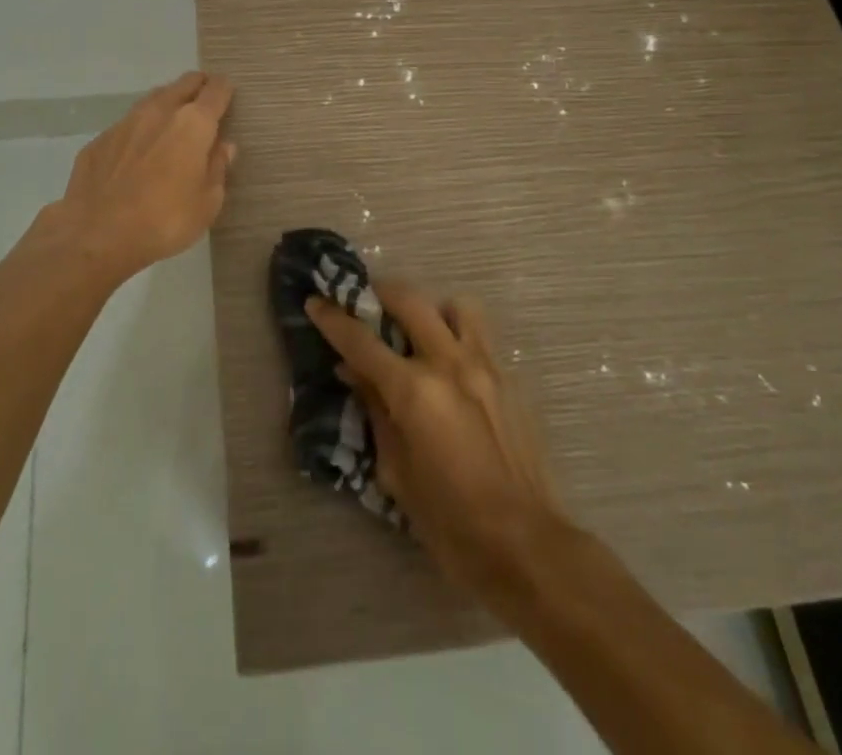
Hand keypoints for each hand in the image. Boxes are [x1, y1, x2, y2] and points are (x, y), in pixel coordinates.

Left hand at [39, 71, 235, 285]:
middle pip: (184, 84)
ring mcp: (125, 123)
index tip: (228, 92)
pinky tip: (138, 149)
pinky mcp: (100, 139)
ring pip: (154, 99)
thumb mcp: (207, 203)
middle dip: (197, 86)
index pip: (215, 91)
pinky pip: (128, 125)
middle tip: (204, 99)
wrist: (97, 235)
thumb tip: (223, 147)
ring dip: (168, 103)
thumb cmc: (165, 221)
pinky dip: (140, 129)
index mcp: (193, 124)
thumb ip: (217, 168)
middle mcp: (160, 112)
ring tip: (173, 119)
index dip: (225, 89)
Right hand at [306, 283, 571, 604]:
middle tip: (365, 303)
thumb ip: (374, 410)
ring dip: (430, 310)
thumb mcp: (396, 471)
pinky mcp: (510, 378)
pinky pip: (480, 334)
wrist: (526, 546)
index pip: (361, 341)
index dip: (332, 318)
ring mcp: (484, 366)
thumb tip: (352, 371)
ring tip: (418, 331)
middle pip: (409, 301)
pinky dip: (458, 333)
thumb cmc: (450, 522)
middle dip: (379, 293)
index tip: (315, 302)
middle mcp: (449, 364)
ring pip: (454, 305)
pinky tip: (450, 362)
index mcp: (414, 391)